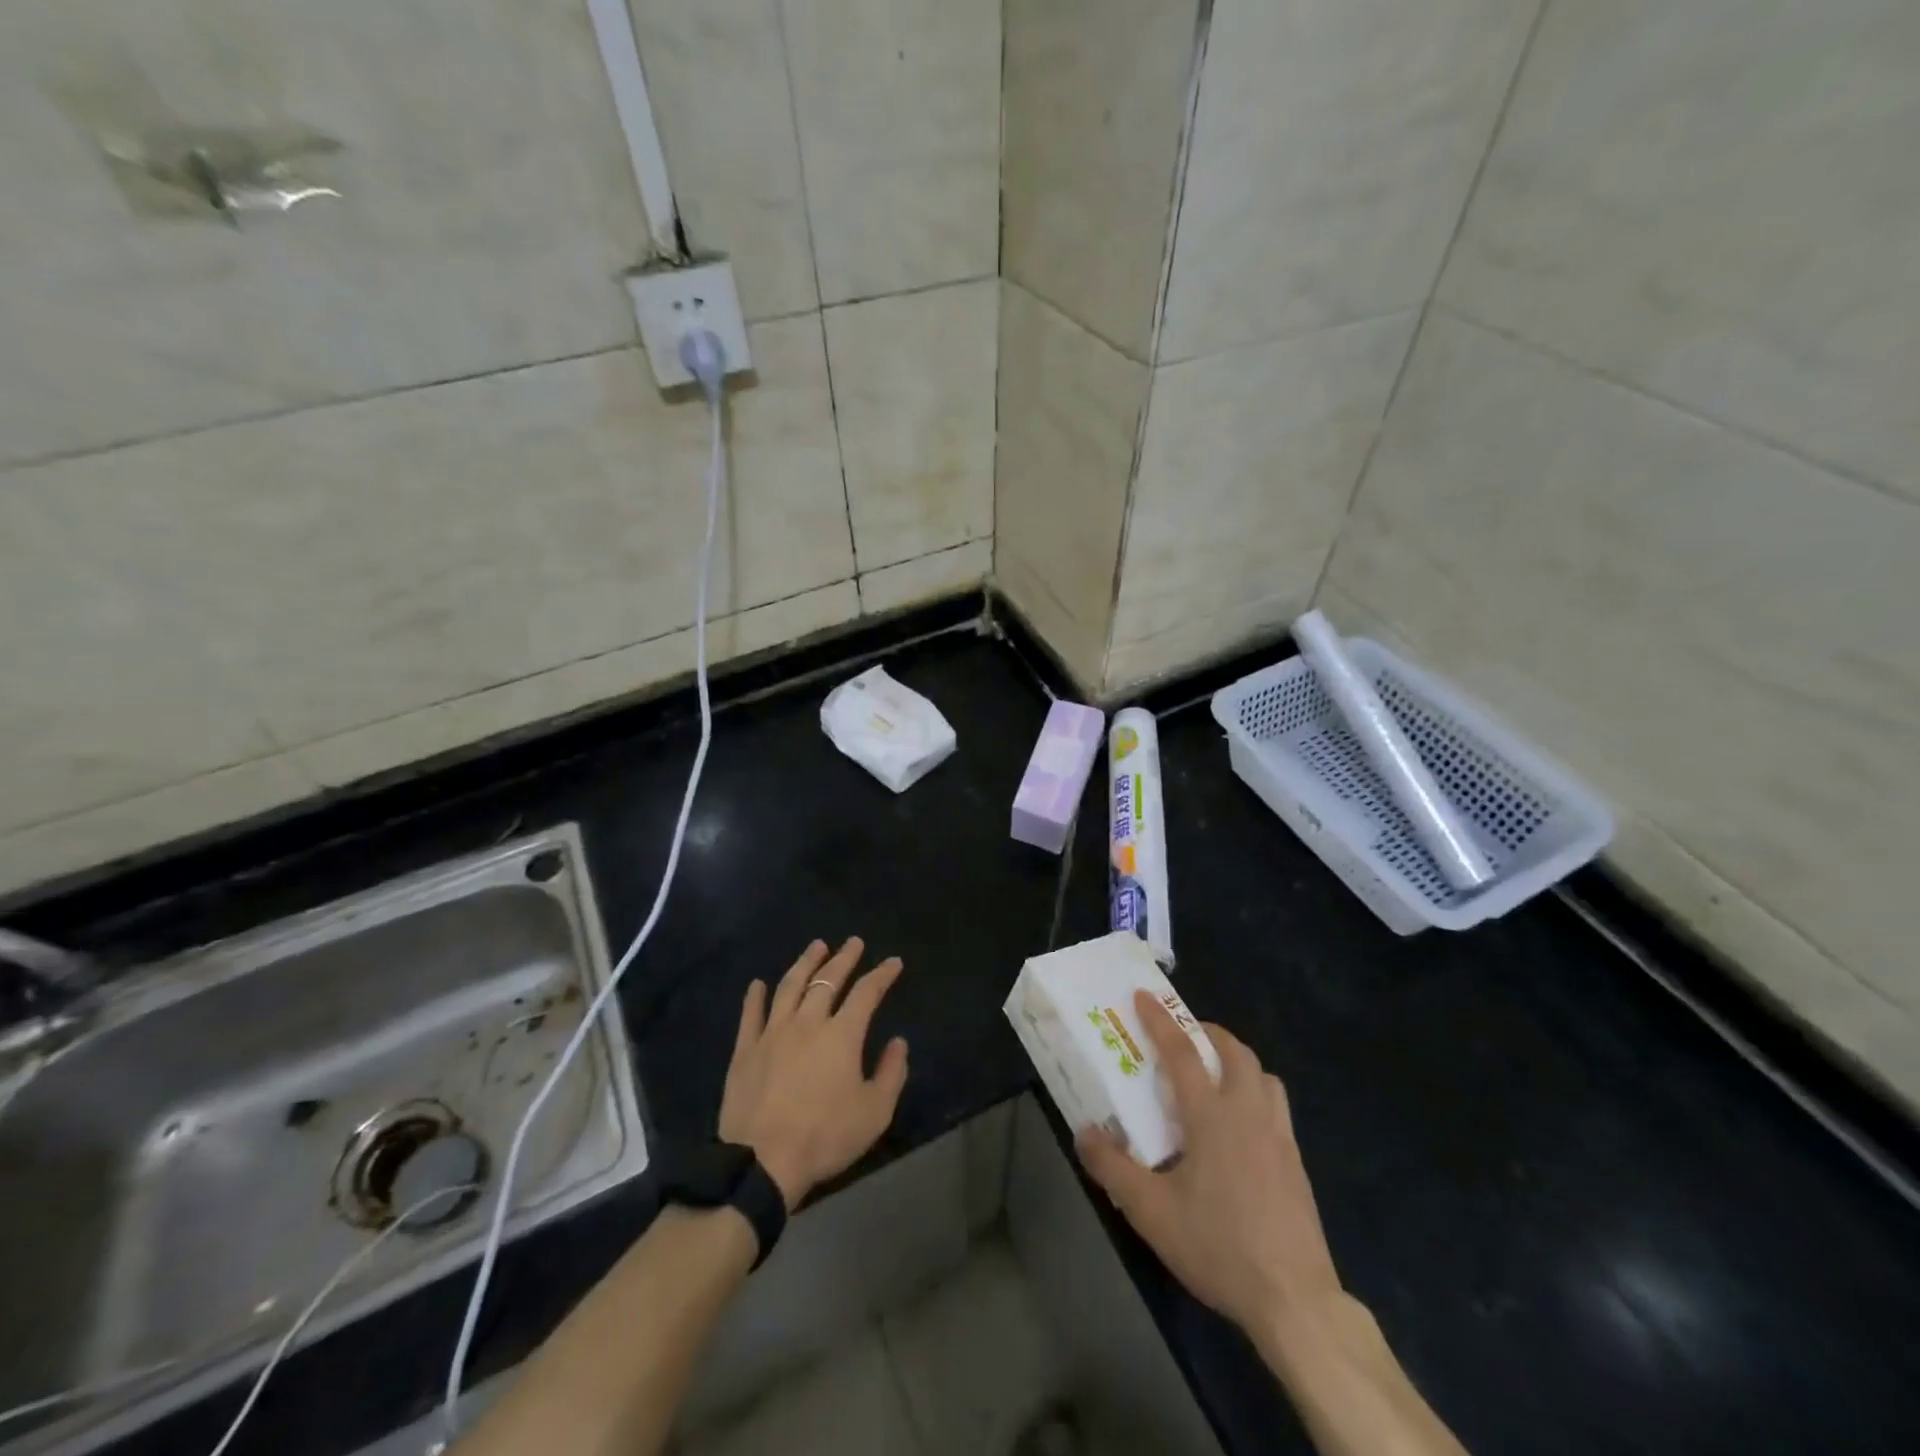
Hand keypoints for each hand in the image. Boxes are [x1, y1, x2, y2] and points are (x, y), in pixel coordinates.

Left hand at [718, 938, 909, 1209]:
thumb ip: (892, 1073)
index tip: (893, 962)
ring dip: (805, 963)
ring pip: (790, 986)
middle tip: (854, 942)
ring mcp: (773, 1033)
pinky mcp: (745, 1050)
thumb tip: (898, 1042)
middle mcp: (808, 1022)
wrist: (762, 1163)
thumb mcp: (875, 1112)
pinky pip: (751, 1015)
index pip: (867, 993)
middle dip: (844, 958)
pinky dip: (755, 996)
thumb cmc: (825, 1137)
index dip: (882, 975)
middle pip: (827, 980)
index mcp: (842, 1035)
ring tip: (816, 947)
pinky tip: (758, 984)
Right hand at [1078, 991, 1341, 1337]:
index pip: (1182, 1052)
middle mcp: (1248, 1113)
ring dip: (1237, 1060)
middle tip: (1184, 1036)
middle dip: (1207, 1032)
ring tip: (1215, 1074)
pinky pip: (1276, 1105)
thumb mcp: (1151, 1212)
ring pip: (1262, 1075)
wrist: (1295, 1299)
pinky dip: (1256, 1092)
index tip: (1143, 996)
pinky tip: (1242, 1125)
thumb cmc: (1218, 1246)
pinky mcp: (1296, 1162)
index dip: (1160, 1021)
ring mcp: (1279, 1136)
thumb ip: (1112, 1168)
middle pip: (1234, 1052)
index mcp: (1211, 1115)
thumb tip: (1083, 1133)